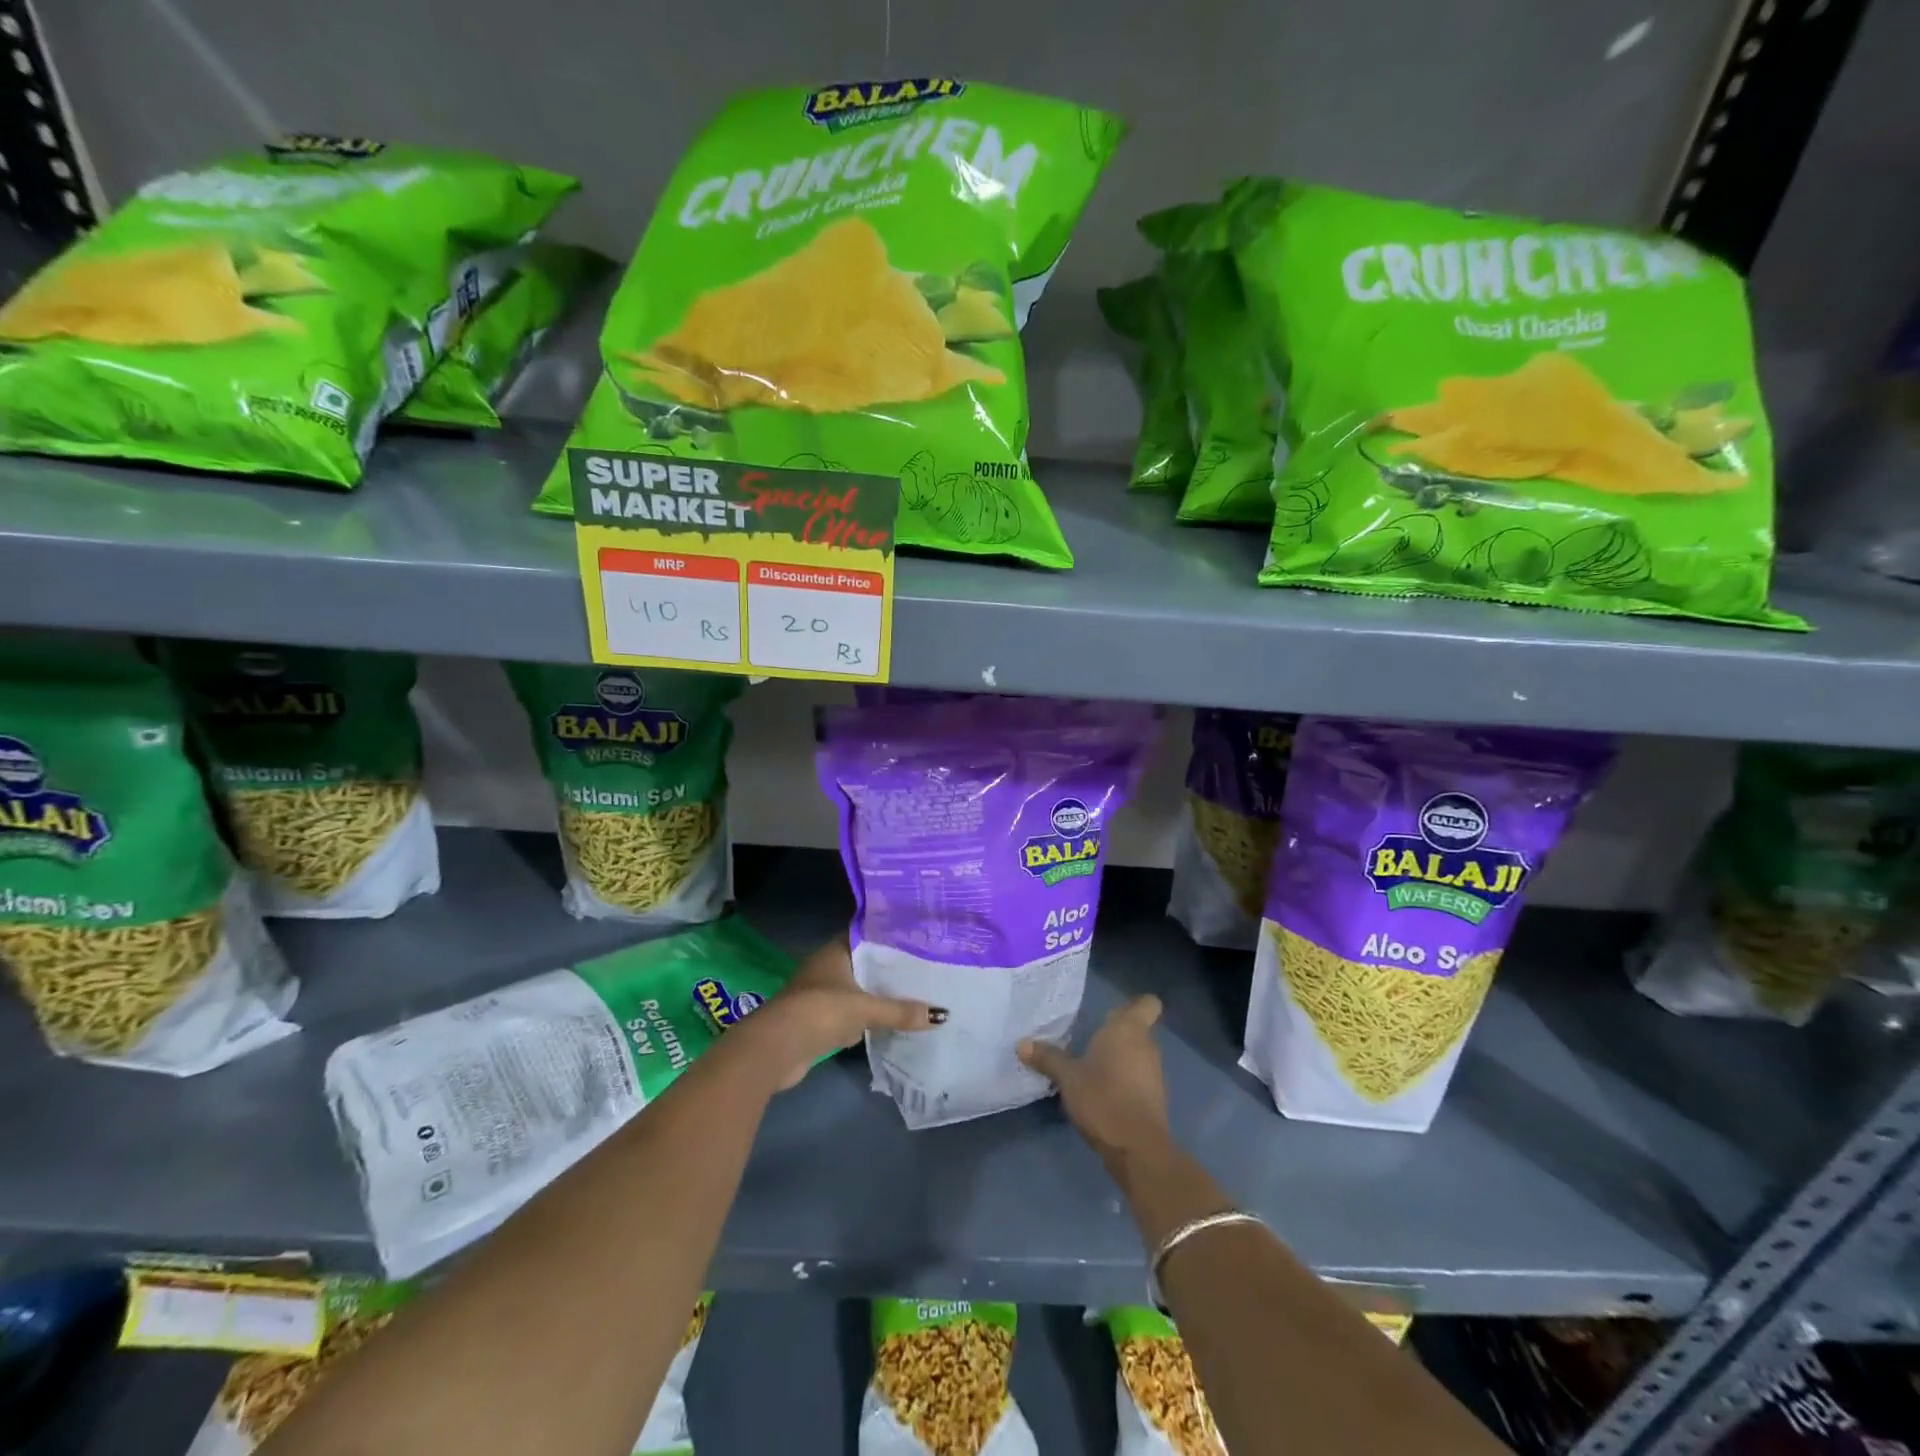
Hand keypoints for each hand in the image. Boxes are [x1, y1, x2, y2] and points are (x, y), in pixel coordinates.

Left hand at [738, 934, 942, 1090]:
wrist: (776, 1048)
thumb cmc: (820, 1012)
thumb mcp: (865, 1009)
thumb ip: (900, 1011)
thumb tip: (941, 1015)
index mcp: (835, 952)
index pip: (867, 936)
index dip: (890, 936)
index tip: (918, 937)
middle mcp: (827, 968)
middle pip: (864, 964)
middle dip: (889, 969)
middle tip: (925, 967)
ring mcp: (820, 995)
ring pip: (858, 990)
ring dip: (878, 995)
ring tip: (915, 993)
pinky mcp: (819, 1021)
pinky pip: (851, 1014)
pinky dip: (867, 1018)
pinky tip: (890, 1022)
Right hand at [1018, 996, 1170, 1170]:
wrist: (1137, 1147)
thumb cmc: (1102, 1097)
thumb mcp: (1067, 1077)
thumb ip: (1048, 1058)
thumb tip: (1021, 1044)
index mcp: (1128, 1029)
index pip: (1147, 1004)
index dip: (1133, 1006)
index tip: (1111, 1014)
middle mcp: (1147, 1045)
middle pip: (1139, 1030)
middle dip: (1118, 1035)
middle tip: (1090, 1041)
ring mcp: (1155, 1073)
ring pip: (1139, 1055)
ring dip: (1121, 1059)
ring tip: (1092, 1068)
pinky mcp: (1155, 1099)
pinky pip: (1140, 1078)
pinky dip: (1125, 1081)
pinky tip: (1102, 1093)